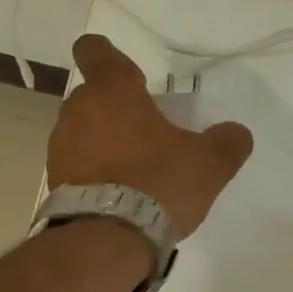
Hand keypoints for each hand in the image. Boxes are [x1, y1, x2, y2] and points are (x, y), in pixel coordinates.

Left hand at [47, 34, 254, 236]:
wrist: (108, 240)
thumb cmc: (157, 184)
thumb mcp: (208, 165)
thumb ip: (226, 143)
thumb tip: (236, 134)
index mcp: (113, 91)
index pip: (95, 51)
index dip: (106, 55)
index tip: (127, 74)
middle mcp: (78, 111)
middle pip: (92, 96)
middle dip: (115, 109)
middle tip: (146, 133)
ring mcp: (61, 147)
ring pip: (82, 131)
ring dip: (103, 142)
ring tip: (133, 170)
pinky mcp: (56, 182)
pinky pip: (77, 165)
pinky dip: (94, 172)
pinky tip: (117, 195)